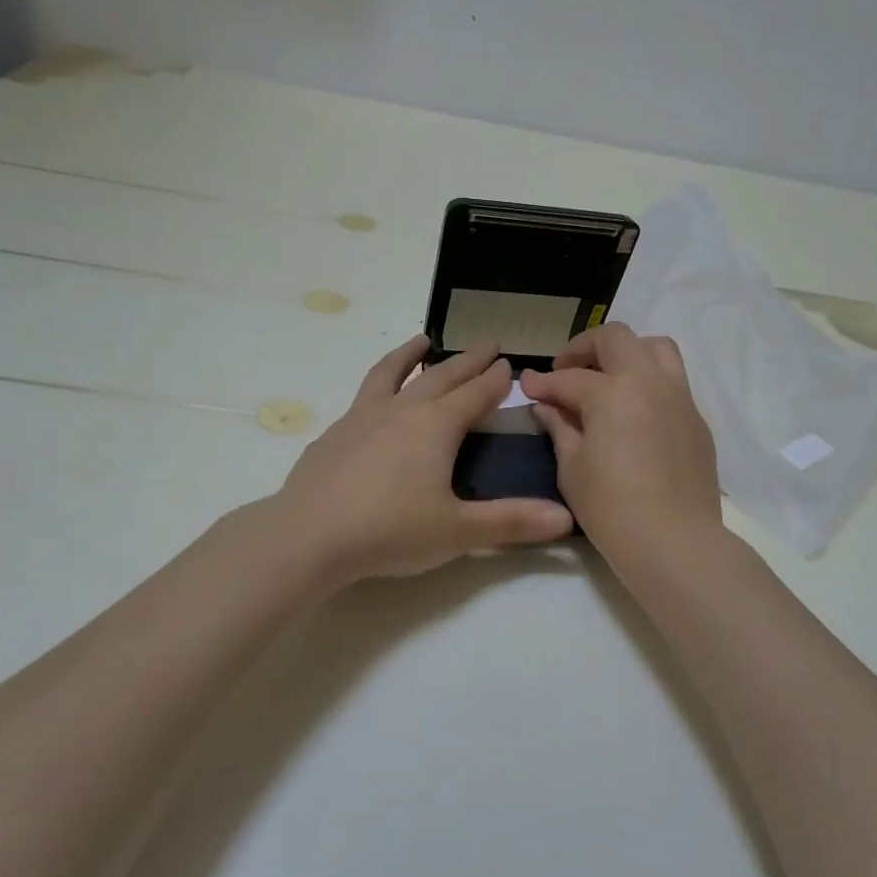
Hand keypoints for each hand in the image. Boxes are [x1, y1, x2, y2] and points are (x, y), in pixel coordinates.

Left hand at [275, 335, 574, 584]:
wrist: (309, 536)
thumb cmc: (391, 530)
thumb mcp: (458, 531)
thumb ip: (512, 522)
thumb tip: (567, 519)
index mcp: (437, 427)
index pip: (475, 394)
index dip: (495, 380)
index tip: (509, 364)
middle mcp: (402, 411)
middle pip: (441, 376)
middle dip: (468, 360)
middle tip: (487, 344)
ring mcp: (363, 417)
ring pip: (392, 373)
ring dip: (411, 355)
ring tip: (422, 340)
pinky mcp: (335, 433)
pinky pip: (363, 396)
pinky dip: (378, 385)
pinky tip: (374, 400)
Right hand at [517, 322, 722, 560]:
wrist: (674, 542)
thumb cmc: (611, 508)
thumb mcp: (572, 468)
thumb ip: (560, 427)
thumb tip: (547, 406)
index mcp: (614, 392)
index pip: (570, 378)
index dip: (543, 382)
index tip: (526, 386)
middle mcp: (650, 382)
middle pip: (616, 338)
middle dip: (584, 348)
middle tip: (565, 371)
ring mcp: (680, 397)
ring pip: (655, 347)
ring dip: (626, 352)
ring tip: (607, 377)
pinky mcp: (697, 419)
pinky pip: (673, 380)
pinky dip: (649, 380)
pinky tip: (633, 411)